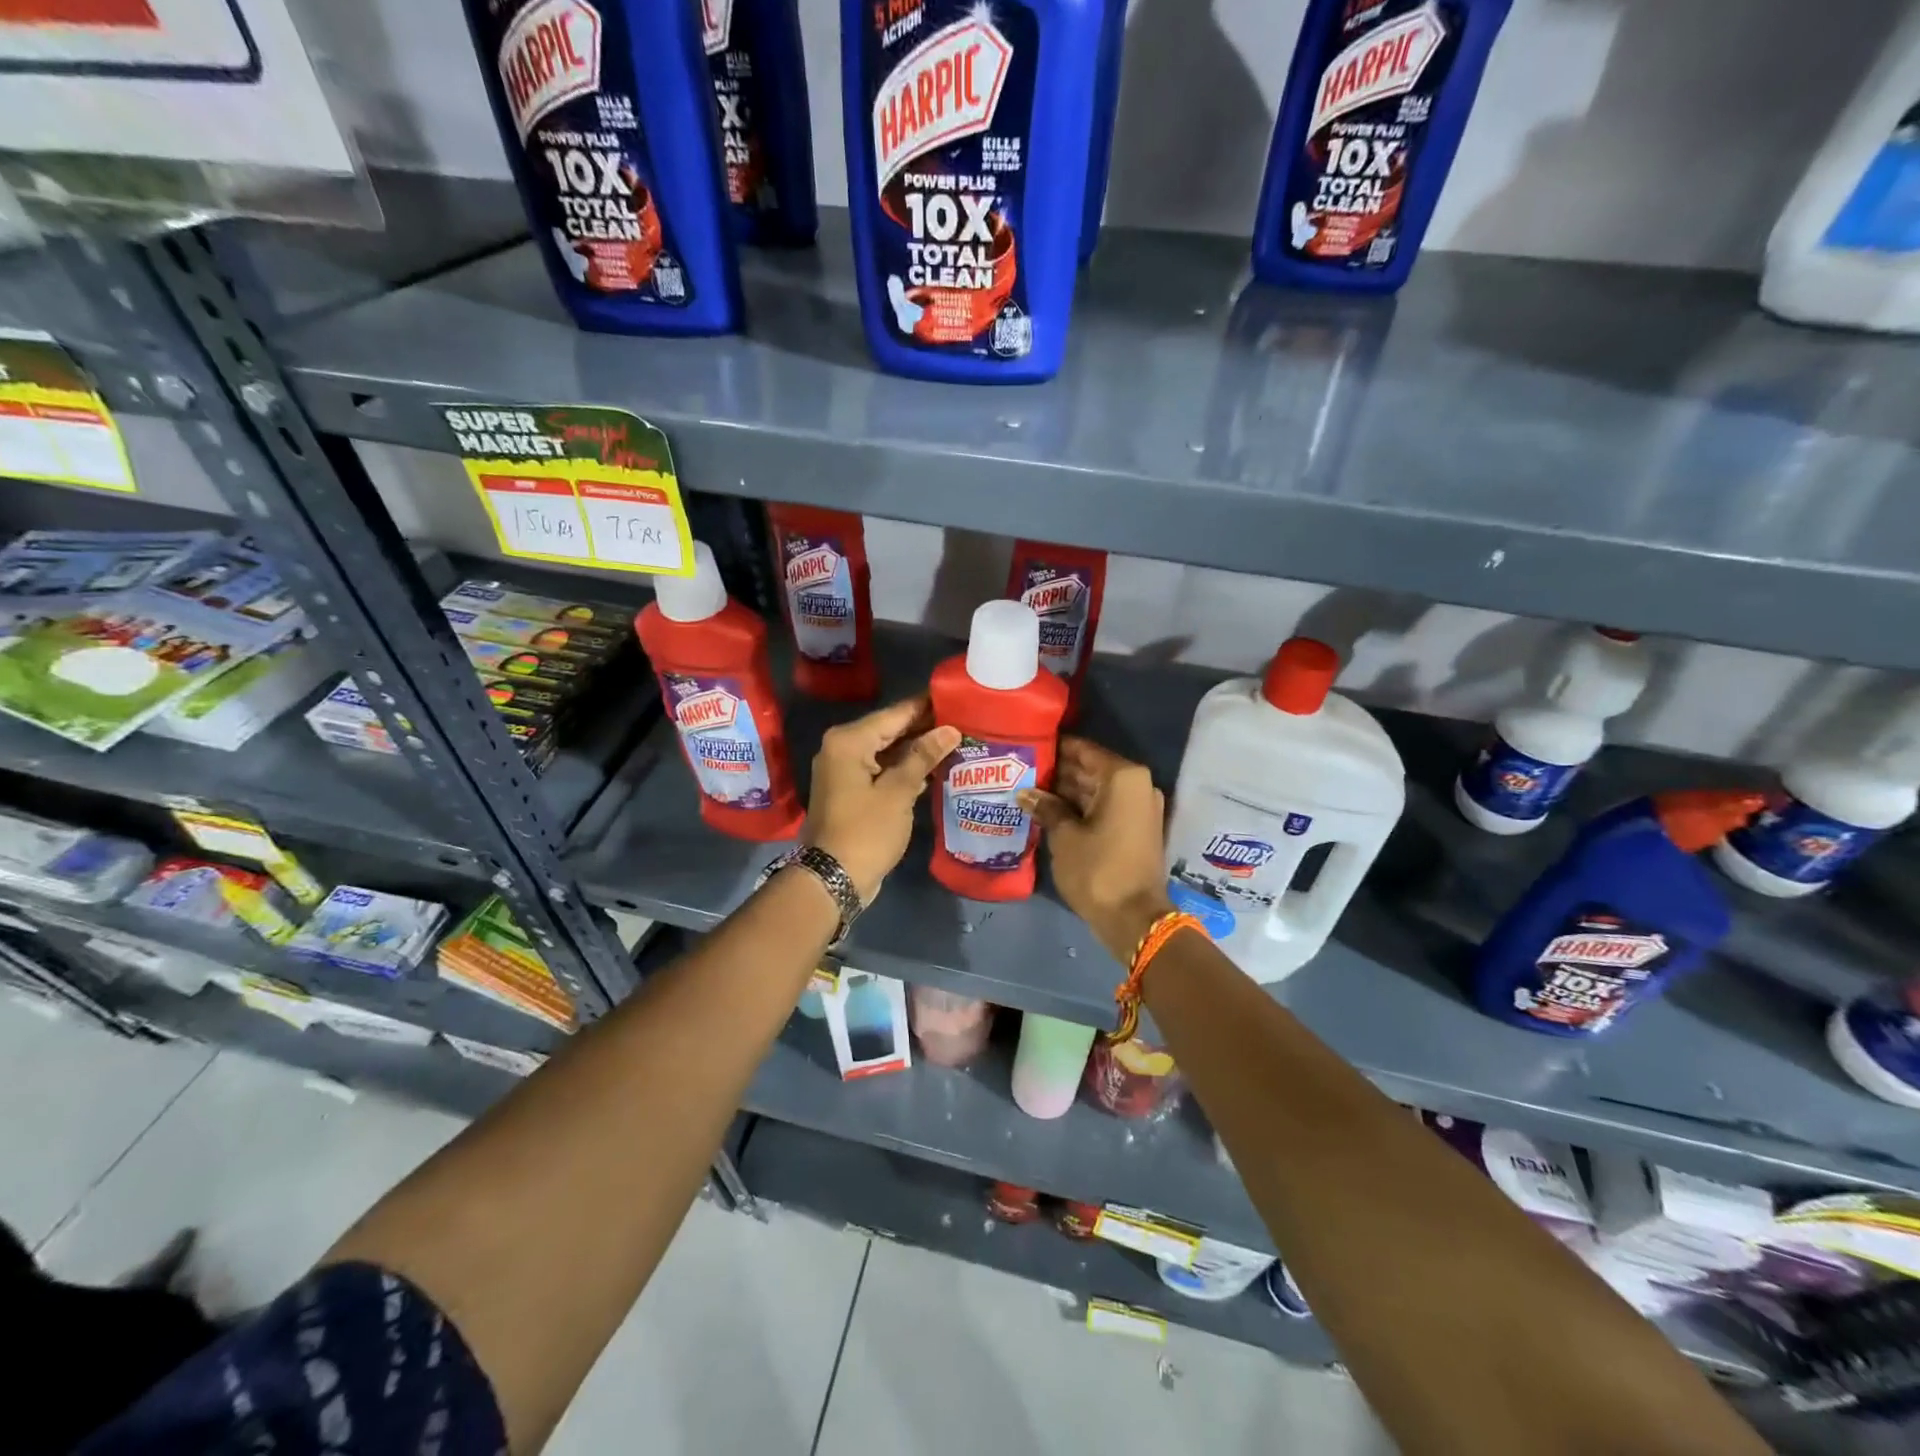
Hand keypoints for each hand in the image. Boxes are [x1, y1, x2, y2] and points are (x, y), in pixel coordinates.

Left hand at [804, 695, 959, 902]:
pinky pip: (882, 769)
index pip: (895, 714)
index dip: (926, 706)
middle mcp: (842, 749)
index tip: (956, 697)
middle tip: (964, 721)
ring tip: (957, 741)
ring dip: (917, 749)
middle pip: (890, 730)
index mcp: (849, 741)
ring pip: (887, 751)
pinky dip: (905, 768)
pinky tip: (935, 768)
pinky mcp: (852, 791)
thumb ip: (923, 757)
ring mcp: (845, 771)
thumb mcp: (898, 792)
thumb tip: (949, 730)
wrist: (832, 879)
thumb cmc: (866, 831)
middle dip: (924, 728)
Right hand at [1020, 737, 1173, 962]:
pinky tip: (1049, 810)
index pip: (1083, 750)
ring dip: (1066, 791)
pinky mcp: (1135, 828)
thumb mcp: (1065, 836)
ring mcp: (1139, 808)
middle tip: (1022, 770)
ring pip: (1096, 789)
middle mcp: (1137, 785)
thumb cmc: (1098, 869)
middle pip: (1090, 769)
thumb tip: (1026, 793)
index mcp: (1123, 777)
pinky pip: (1104, 807)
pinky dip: (1080, 808)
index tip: (1028, 747)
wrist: (1134, 919)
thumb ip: (1047, 807)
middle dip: (1058, 771)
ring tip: (1029, 789)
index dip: (1055, 748)